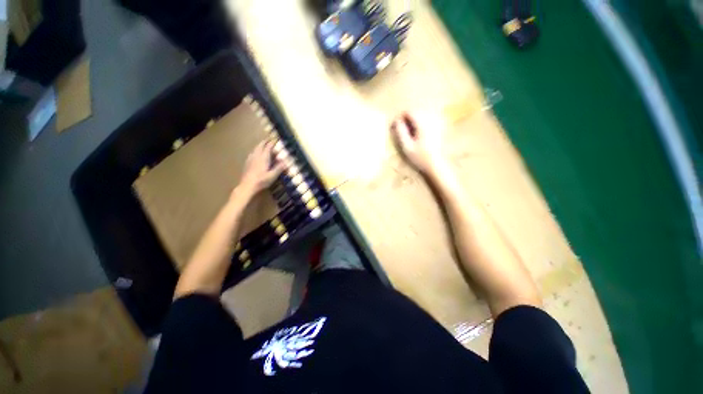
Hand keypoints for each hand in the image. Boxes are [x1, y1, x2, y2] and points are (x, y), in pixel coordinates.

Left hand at [237, 140, 283, 197]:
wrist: (247, 186)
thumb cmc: (261, 181)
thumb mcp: (273, 175)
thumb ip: (279, 168)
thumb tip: (286, 161)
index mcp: (263, 158)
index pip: (268, 147)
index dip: (272, 143)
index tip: (276, 139)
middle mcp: (256, 156)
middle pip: (260, 146)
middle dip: (265, 142)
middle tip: (269, 140)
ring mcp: (250, 159)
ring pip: (255, 149)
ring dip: (260, 145)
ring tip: (263, 145)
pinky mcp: (247, 163)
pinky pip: (252, 153)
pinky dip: (256, 151)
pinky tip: (256, 154)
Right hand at [391, 111, 448, 175]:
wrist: (436, 164)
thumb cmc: (420, 157)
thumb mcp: (407, 146)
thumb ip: (401, 132)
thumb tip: (397, 121)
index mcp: (422, 124)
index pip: (410, 111)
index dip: (401, 116)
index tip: (396, 125)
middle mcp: (431, 120)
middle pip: (416, 111)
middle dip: (407, 118)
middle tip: (401, 129)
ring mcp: (436, 123)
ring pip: (422, 114)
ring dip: (413, 120)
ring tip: (409, 132)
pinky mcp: (439, 127)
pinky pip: (428, 119)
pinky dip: (420, 123)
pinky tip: (418, 133)